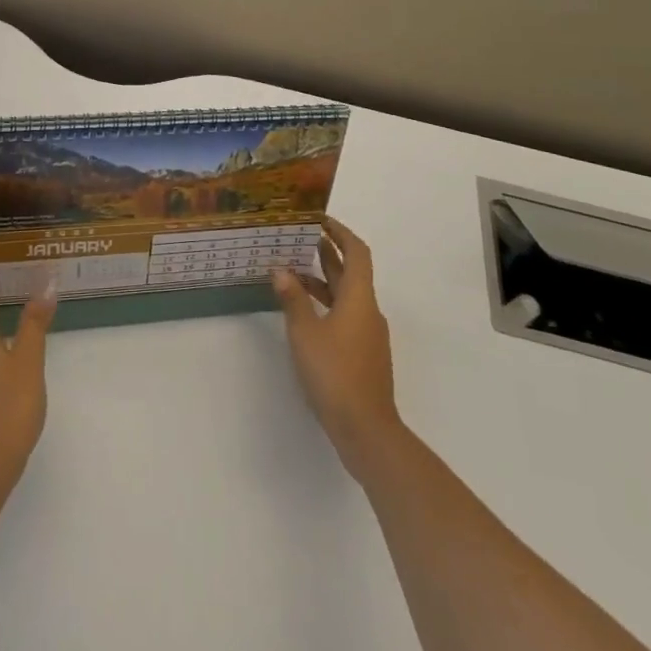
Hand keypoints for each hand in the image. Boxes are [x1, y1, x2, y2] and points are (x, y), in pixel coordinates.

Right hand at [273, 217, 401, 469]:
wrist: (367, 431)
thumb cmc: (335, 374)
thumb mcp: (305, 333)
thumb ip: (293, 299)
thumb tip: (281, 270)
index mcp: (359, 297)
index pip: (356, 251)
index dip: (340, 232)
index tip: (319, 219)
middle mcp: (368, 310)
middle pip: (351, 272)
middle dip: (327, 253)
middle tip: (298, 239)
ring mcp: (369, 334)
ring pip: (347, 295)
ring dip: (323, 280)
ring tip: (293, 272)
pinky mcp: (364, 355)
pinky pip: (346, 316)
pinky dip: (327, 305)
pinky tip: (304, 314)